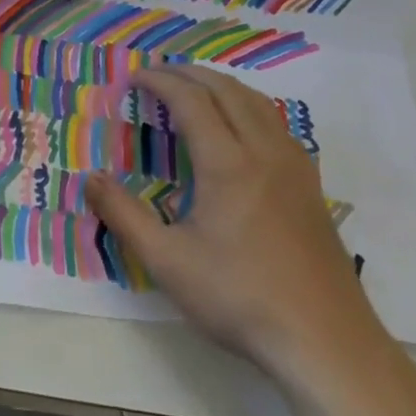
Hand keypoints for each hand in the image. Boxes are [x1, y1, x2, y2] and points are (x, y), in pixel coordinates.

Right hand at [85, 65, 384, 376]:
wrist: (325, 341)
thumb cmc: (239, 298)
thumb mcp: (167, 261)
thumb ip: (123, 215)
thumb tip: (90, 179)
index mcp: (228, 163)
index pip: (191, 100)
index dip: (160, 81)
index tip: (133, 78)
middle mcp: (264, 152)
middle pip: (227, 90)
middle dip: (189, 74)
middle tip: (157, 74)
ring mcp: (295, 168)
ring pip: (258, 103)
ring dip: (221, 86)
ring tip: (194, 89)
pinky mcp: (311, 187)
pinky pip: (277, 124)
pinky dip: (248, 107)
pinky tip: (240, 129)